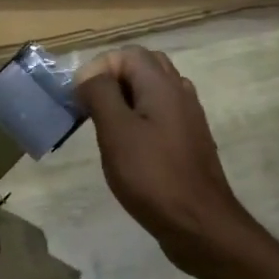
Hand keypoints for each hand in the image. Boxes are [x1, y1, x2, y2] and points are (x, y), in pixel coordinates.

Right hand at [75, 47, 252, 275]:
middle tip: (90, 106)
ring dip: (126, 98)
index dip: (98, 68)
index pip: (126, 54)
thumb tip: (89, 74)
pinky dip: (140, 117)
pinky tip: (128, 145)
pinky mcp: (189, 140)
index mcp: (162, 85)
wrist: (199, 224)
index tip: (80, 99)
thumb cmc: (152, 176)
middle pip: (144, 66)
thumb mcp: (116, 132)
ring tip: (105, 124)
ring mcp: (188, 117)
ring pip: (154, 90)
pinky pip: (161, 113)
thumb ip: (100, 94)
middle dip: (112, 79)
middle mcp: (180, 92)